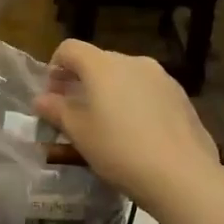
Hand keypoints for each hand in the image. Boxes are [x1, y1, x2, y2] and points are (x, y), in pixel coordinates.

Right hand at [34, 40, 218, 213]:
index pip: (70, 49)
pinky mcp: (181, 96)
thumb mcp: (79, 133)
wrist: (182, 175)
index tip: (52, 94)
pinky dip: (134, 102)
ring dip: (109, 93)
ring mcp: (162, 77)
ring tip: (107, 125)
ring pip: (125, 77)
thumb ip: (57, 111)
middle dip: (82, 81)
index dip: (55, 67)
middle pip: (99, 61)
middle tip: (74, 112)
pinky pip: (148, 91)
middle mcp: (133, 61)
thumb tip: (41, 99)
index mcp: (103, 65)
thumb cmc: (119, 150)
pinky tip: (136, 133)